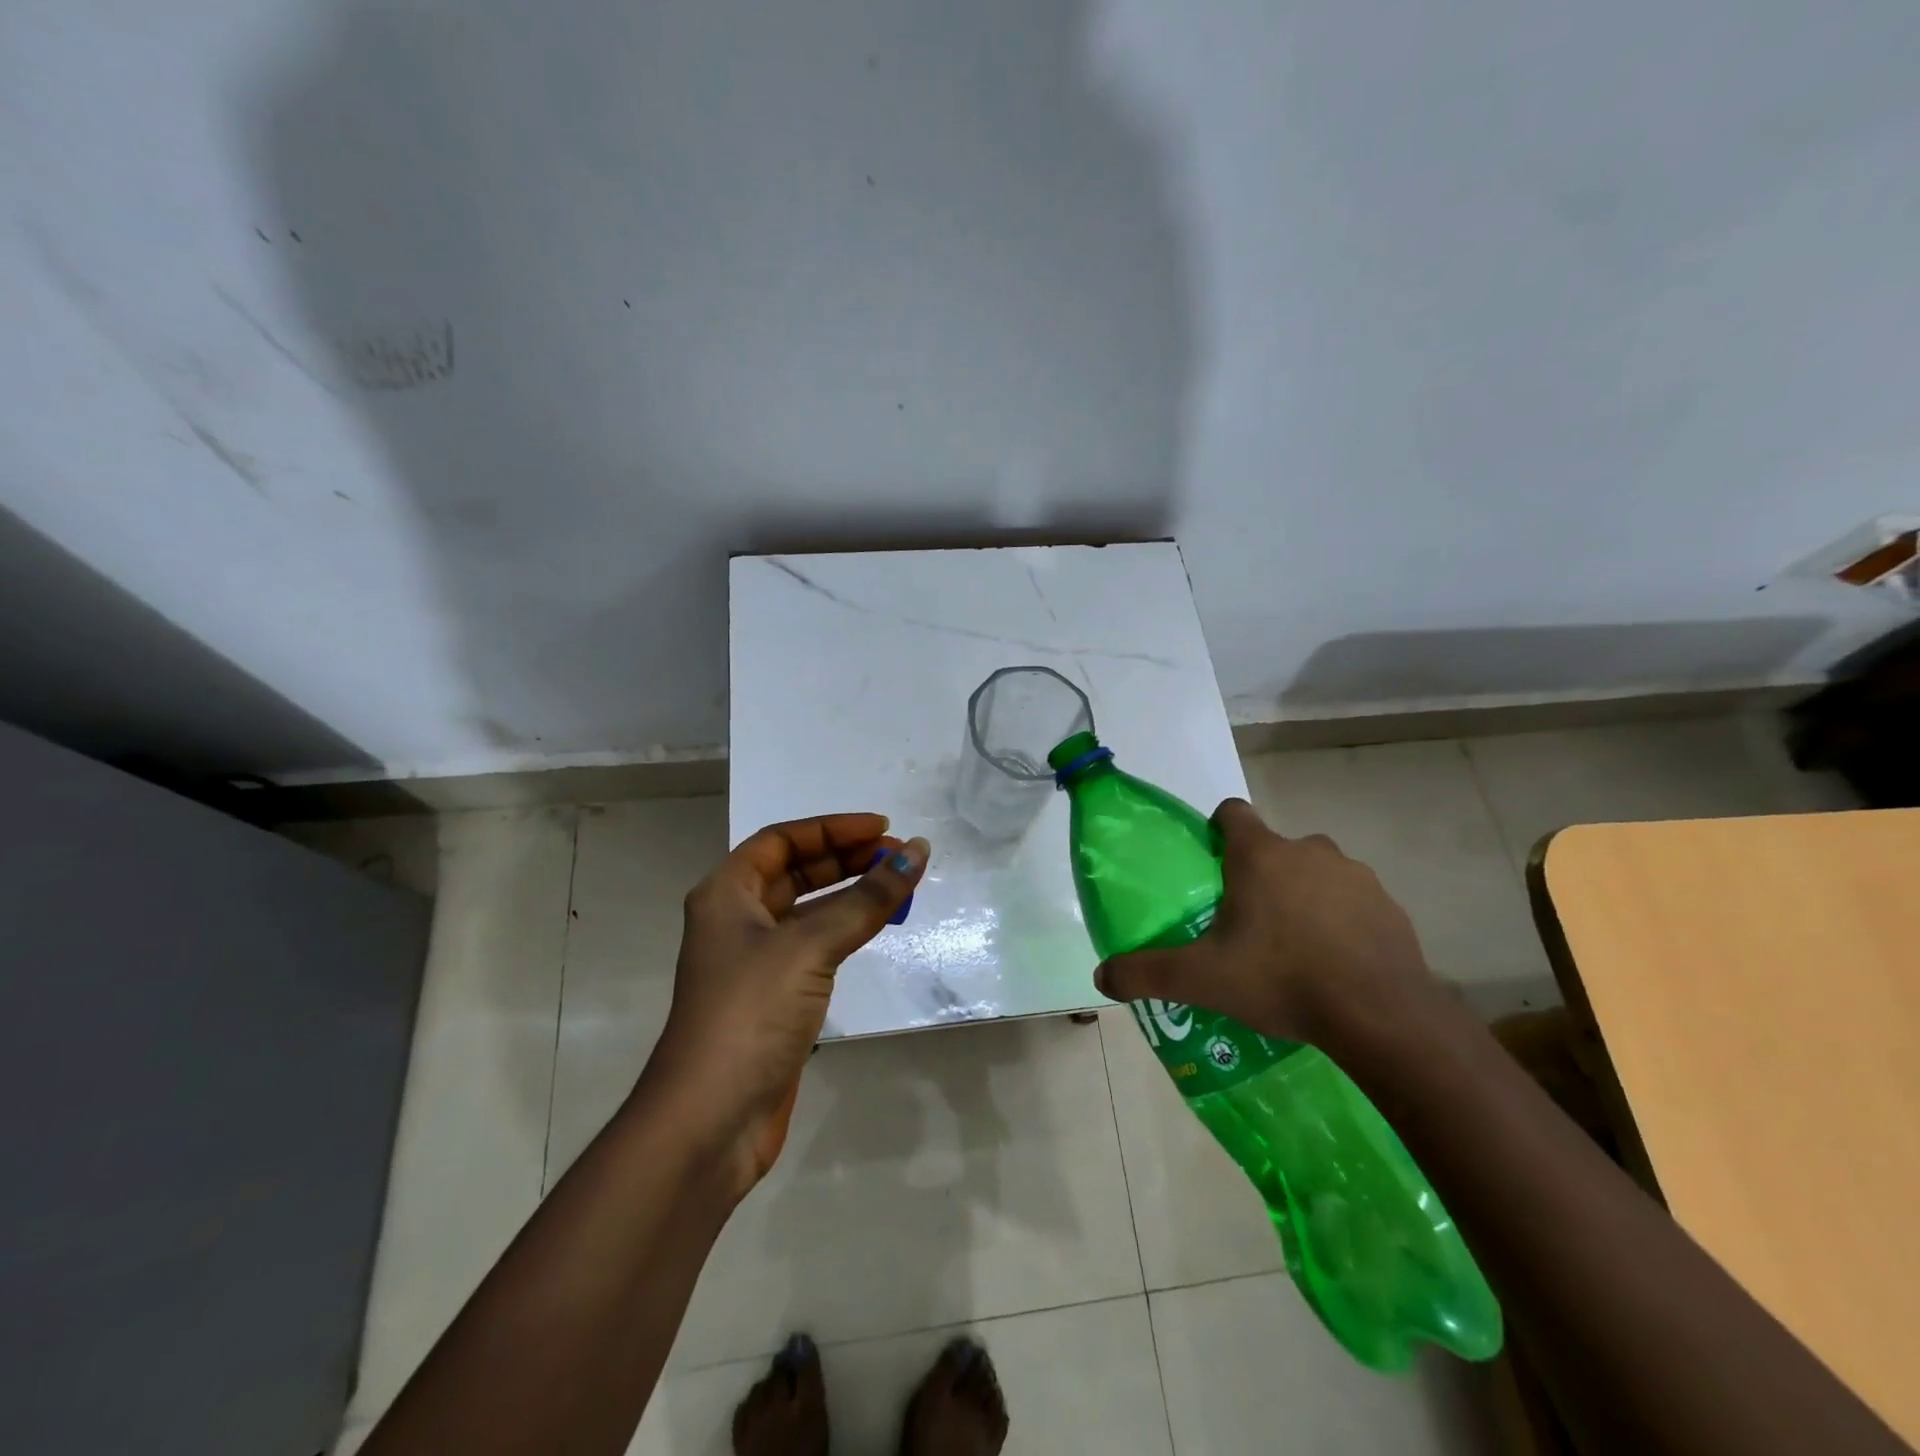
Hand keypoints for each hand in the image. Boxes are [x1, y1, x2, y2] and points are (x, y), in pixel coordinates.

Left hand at [642, 815, 928, 1196]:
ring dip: (851, 894)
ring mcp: (756, 961)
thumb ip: (867, 900)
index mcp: (726, 894)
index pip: (782, 840)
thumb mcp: (810, 947)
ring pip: (809, 909)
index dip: (833, 829)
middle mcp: (736, 919)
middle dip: (847, 858)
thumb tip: (917, 852)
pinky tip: (876, 928)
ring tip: (899, 885)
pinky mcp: (775, 996)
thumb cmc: (750, 1014)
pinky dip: (846, 930)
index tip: (883, 829)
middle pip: (796, 871)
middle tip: (900, 857)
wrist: (710, 1121)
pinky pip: (816, 945)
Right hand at [1092, 798, 1434, 1043]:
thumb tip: (1100, 976)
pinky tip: (1335, 963)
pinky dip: (1340, 921)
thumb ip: (1146, 973)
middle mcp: (1308, 850)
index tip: (1211, 866)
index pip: (1232, 811)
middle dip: (1259, 874)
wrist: (1380, 1015)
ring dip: (1302, 896)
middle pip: (1274, 847)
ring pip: (1316, 873)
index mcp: (1259, 854)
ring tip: (1292, 948)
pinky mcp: (1390, 906)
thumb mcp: (1201, 979)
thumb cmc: (1281, 978)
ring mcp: (1355, 876)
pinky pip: (1353, 902)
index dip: (1217, 830)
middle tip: (1247, 922)